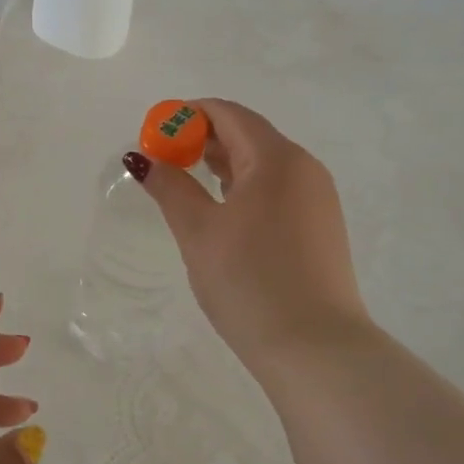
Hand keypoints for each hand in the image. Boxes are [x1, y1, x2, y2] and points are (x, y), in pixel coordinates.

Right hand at [130, 98, 371, 367]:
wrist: (315, 349)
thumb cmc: (249, 281)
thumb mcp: (198, 231)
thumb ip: (170, 187)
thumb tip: (142, 158)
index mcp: (276, 158)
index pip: (228, 114)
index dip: (188, 115)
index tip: (155, 134)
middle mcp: (304, 168)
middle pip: (248, 134)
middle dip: (203, 139)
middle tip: (165, 160)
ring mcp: (318, 198)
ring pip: (264, 163)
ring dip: (224, 163)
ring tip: (187, 182)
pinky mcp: (321, 226)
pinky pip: (278, 188)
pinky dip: (245, 186)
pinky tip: (223, 211)